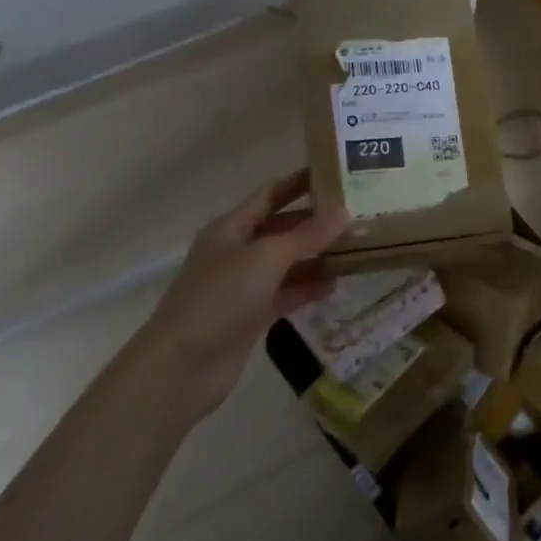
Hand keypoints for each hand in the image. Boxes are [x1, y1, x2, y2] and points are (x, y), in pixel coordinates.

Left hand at [138, 170, 348, 423]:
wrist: (182, 367)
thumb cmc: (220, 299)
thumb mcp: (266, 258)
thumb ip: (306, 235)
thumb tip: (344, 212)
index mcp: (231, 227)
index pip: (270, 194)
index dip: (299, 182)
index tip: (335, 173)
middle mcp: (237, 251)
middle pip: (282, 228)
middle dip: (316, 223)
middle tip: (358, 216)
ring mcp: (244, 285)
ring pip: (287, 263)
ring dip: (317, 257)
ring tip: (357, 251)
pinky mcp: (252, 316)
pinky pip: (286, 293)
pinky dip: (308, 288)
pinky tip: (335, 286)